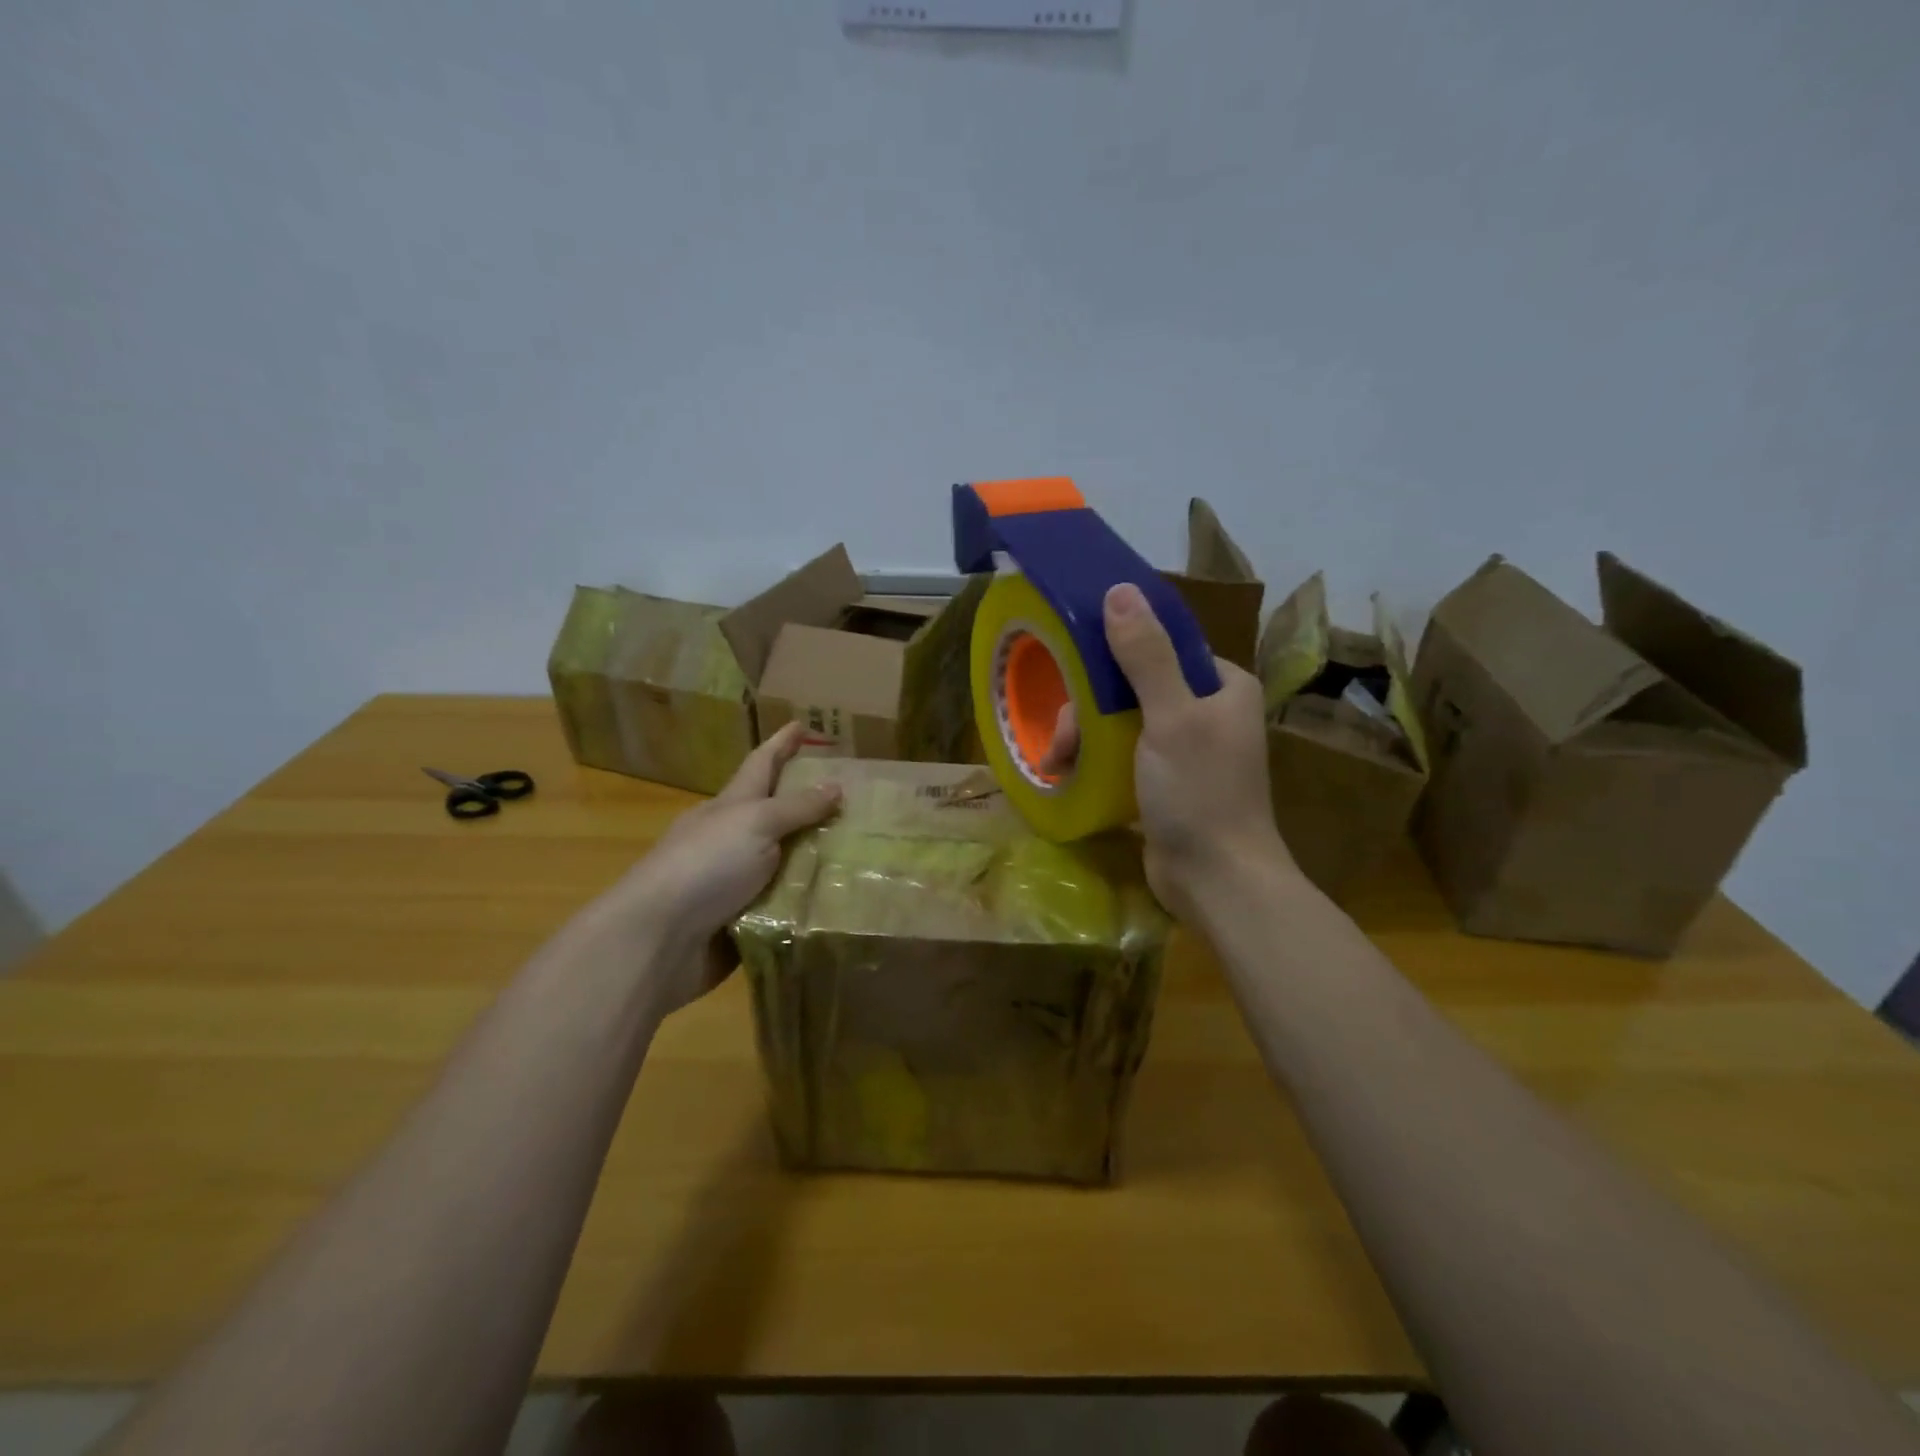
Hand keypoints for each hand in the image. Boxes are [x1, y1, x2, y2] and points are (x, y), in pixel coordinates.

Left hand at [609, 723, 840, 1015]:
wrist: (658, 940)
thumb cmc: (705, 866)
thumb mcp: (755, 824)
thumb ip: (797, 807)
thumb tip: (835, 784)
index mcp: (730, 807)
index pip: (761, 764)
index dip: (782, 744)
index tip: (802, 724)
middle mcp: (732, 840)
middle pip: (774, 814)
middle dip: (808, 804)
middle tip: (852, 797)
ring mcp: (735, 882)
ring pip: (785, 862)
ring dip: (817, 858)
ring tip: (862, 852)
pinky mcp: (742, 921)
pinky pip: (785, 905)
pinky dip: (809, 901)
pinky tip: (841, 900)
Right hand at [1039, 582, 1293, 916]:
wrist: (1217, 881)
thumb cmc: (1199, 793)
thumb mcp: (1171, 718)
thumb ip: (1145, 656)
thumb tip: (1118, 591)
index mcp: (1222, 685)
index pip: (1161, 646)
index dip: (1114, 653)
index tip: (1075, 671)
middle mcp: (1205, 710)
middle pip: (1132, 686)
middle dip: (1089, 709)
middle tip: (1062, 740)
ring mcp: (1183, 749)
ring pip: (1120, 721)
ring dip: (1084, 737)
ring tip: (1055, 764)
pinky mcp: (1164, 781)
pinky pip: (1121, 754)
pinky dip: (1094, 759)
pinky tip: (1065, 773)